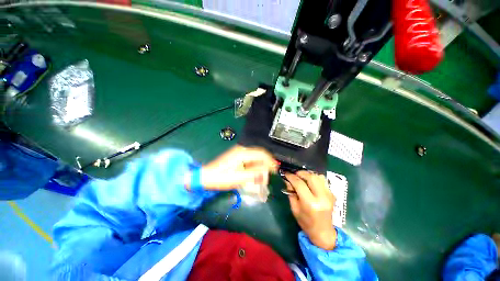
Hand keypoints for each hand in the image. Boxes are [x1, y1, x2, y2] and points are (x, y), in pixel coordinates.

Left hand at [196, 146, 277, 189]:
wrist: (206, 176)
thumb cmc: (221, 178)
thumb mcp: (238, 178)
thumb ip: (254, 174)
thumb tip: (266, 171)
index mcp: (242, 153)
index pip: (261, 154)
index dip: (270, 161)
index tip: (275, 170)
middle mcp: (242, 149)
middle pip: (259, 153)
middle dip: (266, 163)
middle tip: (270, 173)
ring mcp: (239, 152)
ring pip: (255, 156)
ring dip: (261, 164)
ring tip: (264, 174)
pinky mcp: (237, 156)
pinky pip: (251, 158)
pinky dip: (255, 164)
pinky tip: (256, 172)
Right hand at [284, 171, 336, 250]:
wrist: (323, 232)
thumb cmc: (306, 222)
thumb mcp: (294, 208)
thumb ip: (291, 192)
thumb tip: (287, 180)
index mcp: (310, 203)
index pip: (299, 184)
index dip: (291, 176)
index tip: (285, 173)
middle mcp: (321, 197)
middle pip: (311, 177)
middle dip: (300, 173)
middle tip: (294, 174)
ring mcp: (329, 195)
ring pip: (318, 176)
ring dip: (308, 174)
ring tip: (302, 177)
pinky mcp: (332, 194)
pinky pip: (323, 180)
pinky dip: (315, 178)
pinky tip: (310, 182)